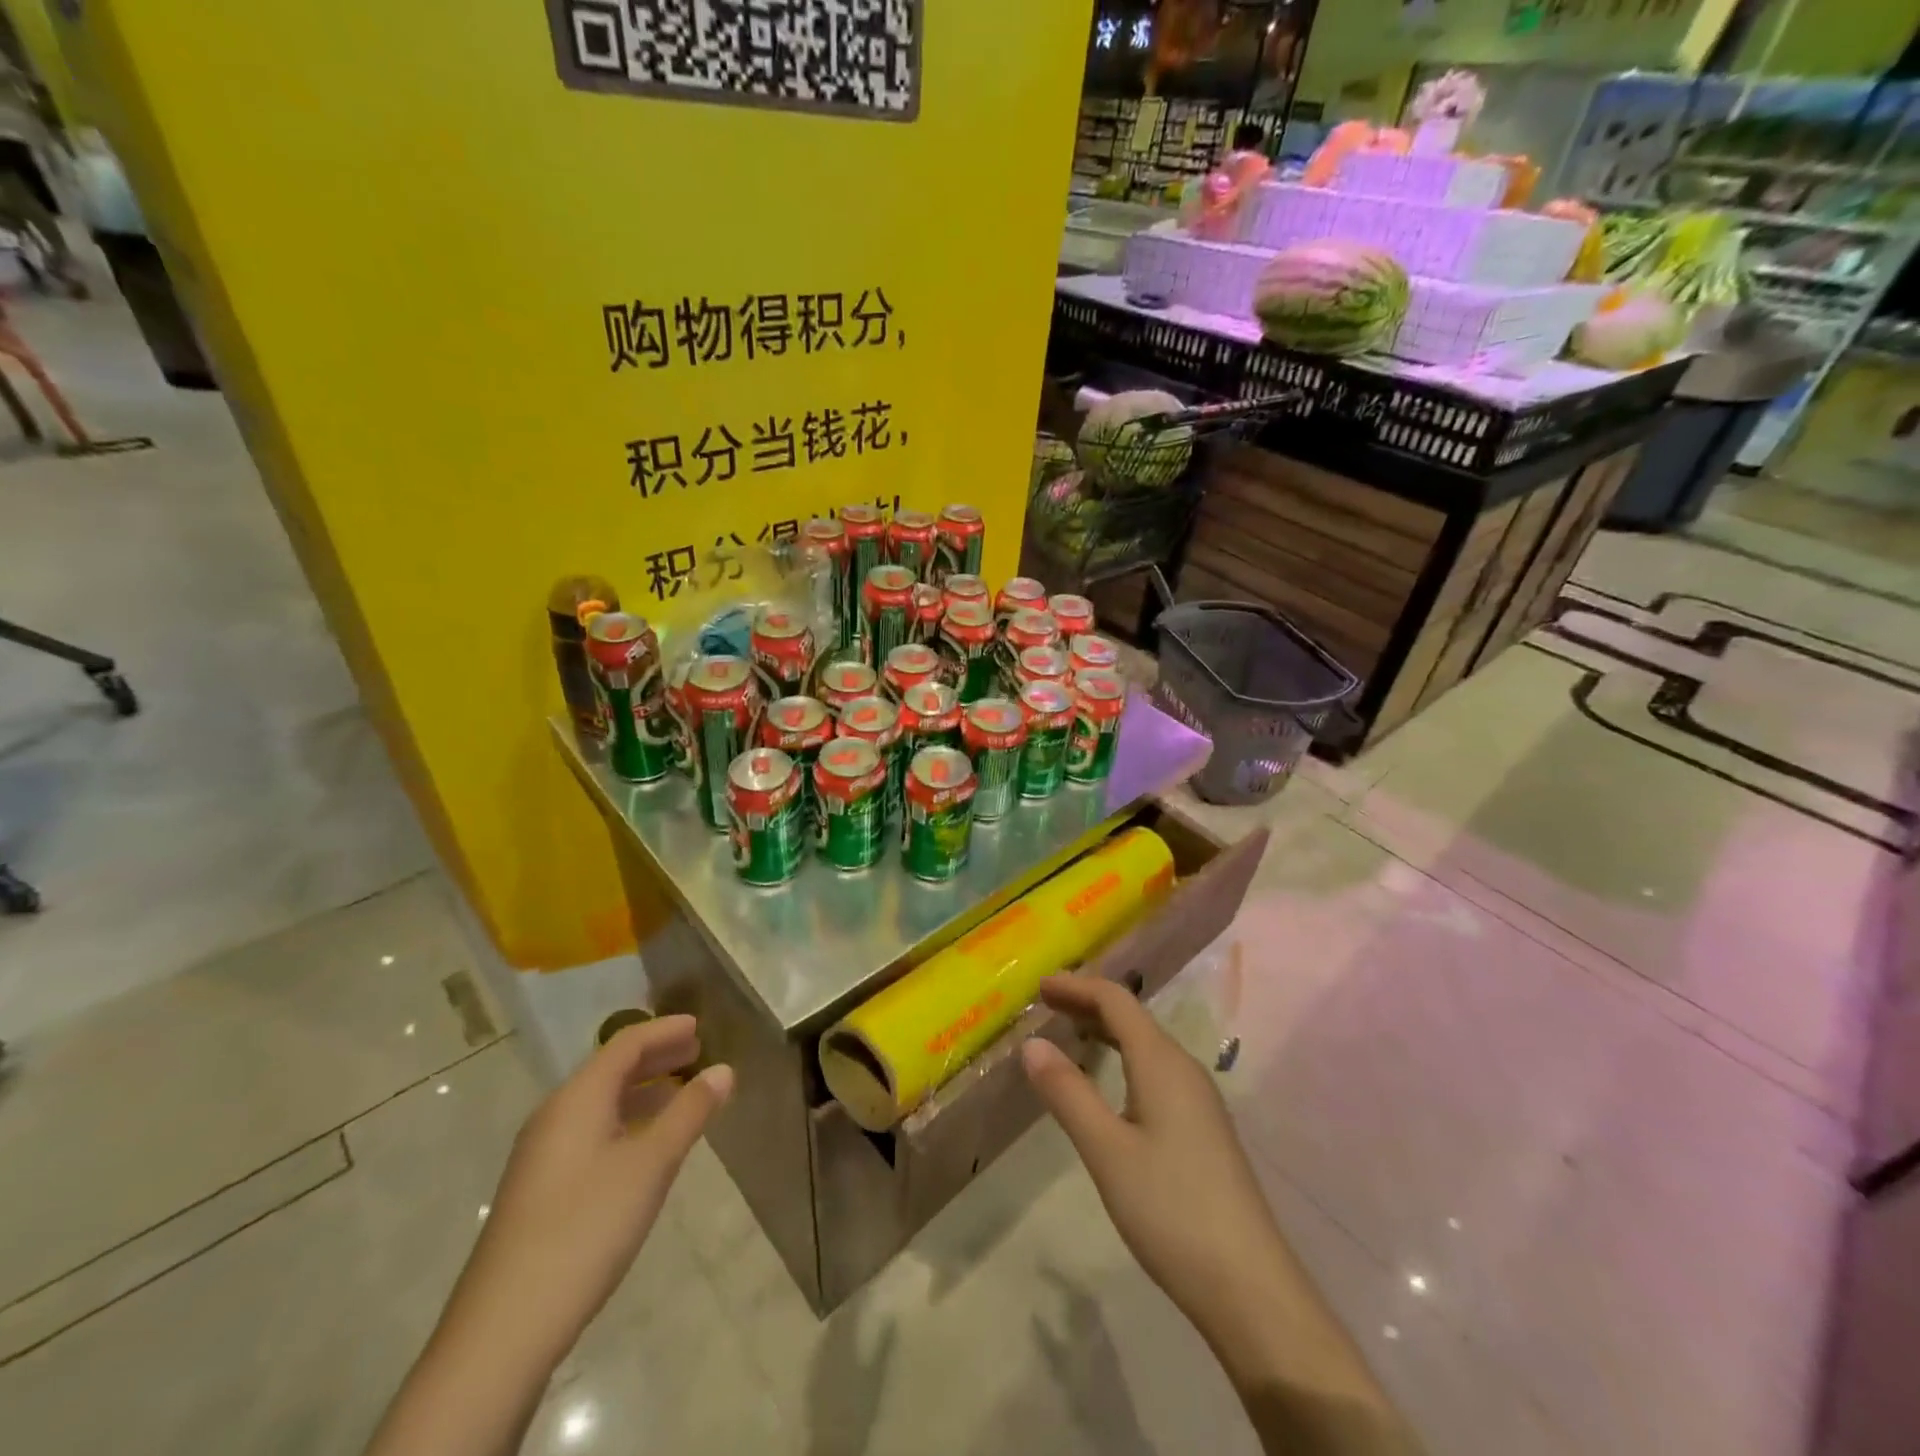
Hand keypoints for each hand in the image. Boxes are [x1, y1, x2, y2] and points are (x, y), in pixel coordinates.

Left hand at [450, 1016, 733, 1368]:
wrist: (504, 1329)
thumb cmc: (585, 1228)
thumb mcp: (651, 1165)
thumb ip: (689, 1112)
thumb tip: (724, 1070)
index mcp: (577, 1099)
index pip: (625, 1044)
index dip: (664, 1030)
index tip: (699, 1026)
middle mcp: (555, 1116)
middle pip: (610, 1069)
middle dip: (656, 1057)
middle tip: (697, 1053)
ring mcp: (542, 1155)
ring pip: (599, 1103)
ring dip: (642, 1090)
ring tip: (681, 1094)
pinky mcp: (540, 1190)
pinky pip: (591, 1131)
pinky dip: (626, 1121)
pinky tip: (646, 1146)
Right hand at [1023, 978, 1419, 1455]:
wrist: (1249, 1286)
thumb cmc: (1171, 1210)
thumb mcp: (1106, 1150)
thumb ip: (1068, 1093)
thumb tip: (1031, 1044)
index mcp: (1162, 1062)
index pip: (1116, 1001)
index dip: (1077, 987)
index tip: (1039, 986)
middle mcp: (1184, 1069)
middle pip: (1132, 1018)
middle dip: (1088, 1004)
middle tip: (1045, 1005)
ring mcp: (1198, 1099)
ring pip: (1145, 1045)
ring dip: (1105, 1031)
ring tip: (1069, 1034)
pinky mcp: (1202, 1128)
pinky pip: (1155, 1070)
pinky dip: (1122, 1059)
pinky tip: (1109, 1084)